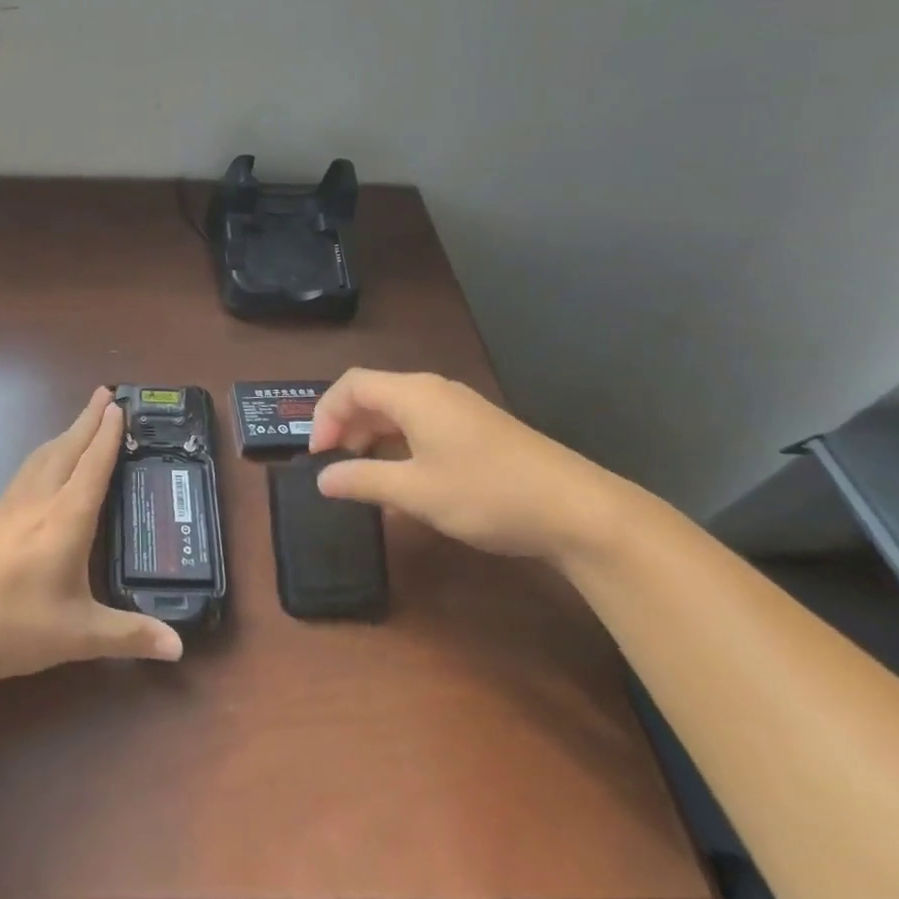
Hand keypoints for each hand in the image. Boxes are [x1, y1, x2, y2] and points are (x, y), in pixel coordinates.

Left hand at [0, 388, 183, 686]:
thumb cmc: (12, 625)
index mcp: (66, 517)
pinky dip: (45, 455)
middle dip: (88, 419)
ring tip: (80, 423)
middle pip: (67, 448)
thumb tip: (179, 647)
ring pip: (43, 456)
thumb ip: (129, 635)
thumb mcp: (78, 635)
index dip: (109, 435)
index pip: (93, 465)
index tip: (121, 405)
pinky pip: (26, 471)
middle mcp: (38, 500)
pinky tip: (42, 468)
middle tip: (106, 394)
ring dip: (65, 434)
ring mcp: (10, 506)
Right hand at [308, 369, 632, 562]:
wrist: (580, 511)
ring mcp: (460, 408)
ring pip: (398, 410)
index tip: (318, 457)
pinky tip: (404, 479)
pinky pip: (423, 424)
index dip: (325, 416)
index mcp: (413, 395)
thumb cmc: (487, 494)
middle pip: (373, 394)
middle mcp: (433, 391)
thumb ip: (362, 480)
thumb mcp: (416, 492)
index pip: (350, 386)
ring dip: (372, 437)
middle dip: (346, 426)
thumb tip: (322, 478)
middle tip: (335, 467)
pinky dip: (399, 444)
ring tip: (364, 475)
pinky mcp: (479, 428)